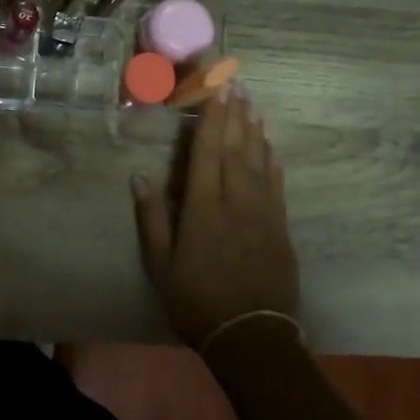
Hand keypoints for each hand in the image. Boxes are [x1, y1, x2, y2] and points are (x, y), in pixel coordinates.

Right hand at [132, 86, 297, 348]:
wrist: (251, 337)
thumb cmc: (196, 301)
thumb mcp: (161, 265)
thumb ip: (152, 219)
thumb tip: (139, 177)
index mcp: (203, 208)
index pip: (207, 152)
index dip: (212, 118)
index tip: (216, 89)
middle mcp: (235, 202)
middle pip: (235, 148)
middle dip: (235, 113)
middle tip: (236, 82)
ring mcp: (263, 214)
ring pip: (258, 162)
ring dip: (255, 130)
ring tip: (253, 103)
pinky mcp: (281, 229)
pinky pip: (276, 185)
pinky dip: (272, 161)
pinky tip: (270, 147)